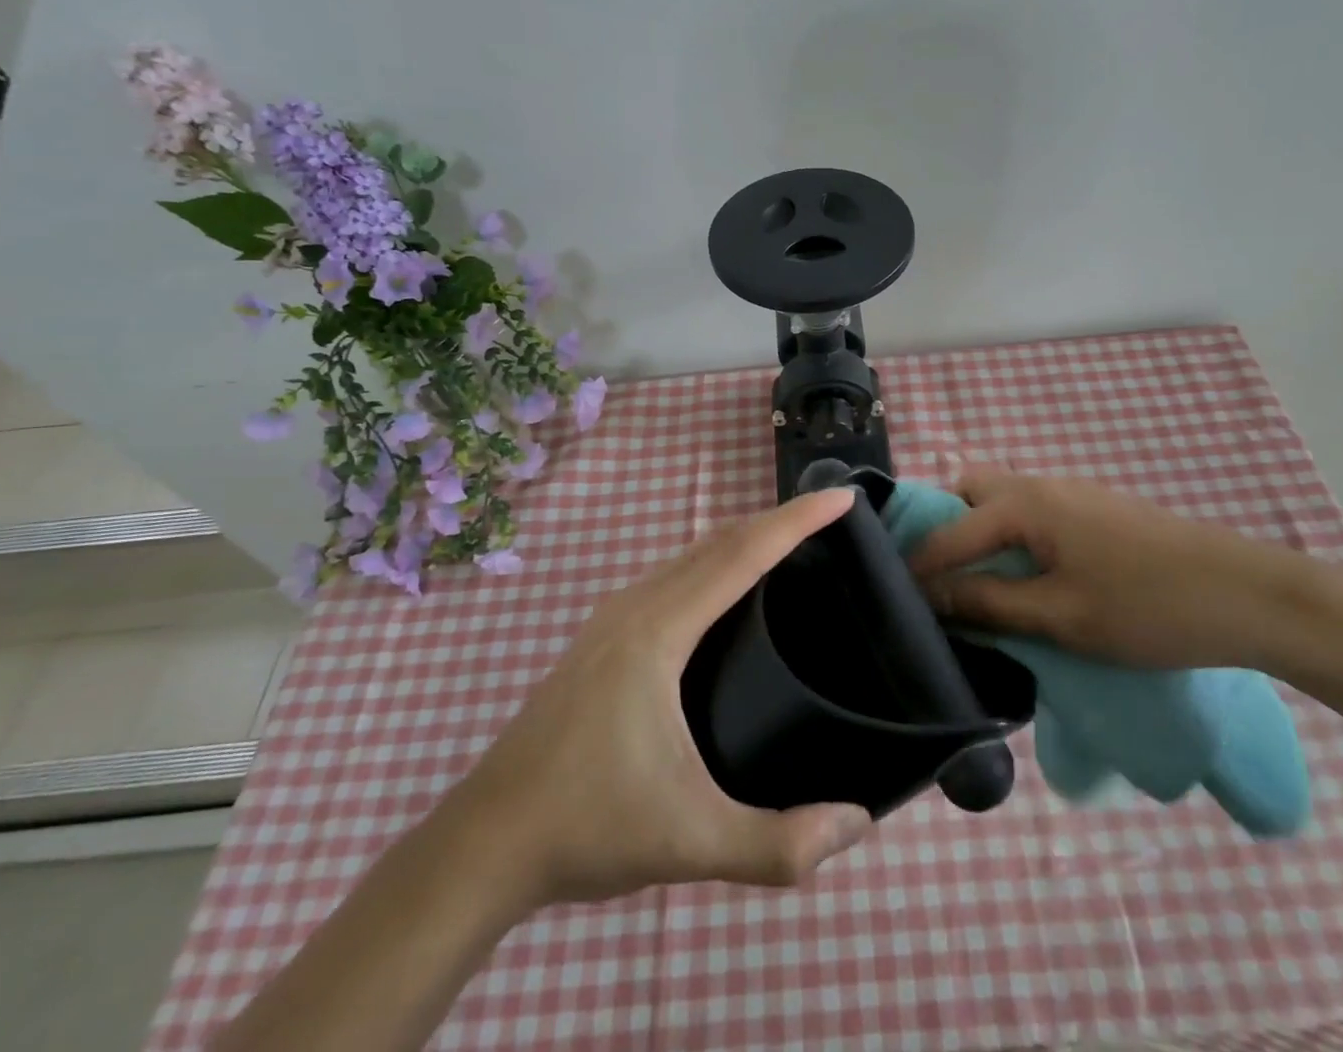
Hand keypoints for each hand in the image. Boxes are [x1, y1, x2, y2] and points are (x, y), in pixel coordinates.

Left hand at [457, 488, 874, 906]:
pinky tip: (728, 595)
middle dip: (777, 521)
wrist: (483, 843)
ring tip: (791, 549)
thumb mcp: (691, 842)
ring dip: (743, 539)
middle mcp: (636, 606)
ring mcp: (613, 618)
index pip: (742, 554)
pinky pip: (673, 574)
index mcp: (659, 630)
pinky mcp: (602, 637)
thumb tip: (858, 824)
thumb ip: (780, 844)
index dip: (797, 521)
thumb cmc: (587, 826)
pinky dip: (714, 562)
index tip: (845, 498)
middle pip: (719, 541)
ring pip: (692, 554)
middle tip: (831, 522)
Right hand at [907, 469, 1307, 672]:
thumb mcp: (1060, 615)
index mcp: (1025, 503)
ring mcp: (1073, 492)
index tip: (895, 599)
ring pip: (1004, 500)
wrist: (1247, 595)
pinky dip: (1012, 536)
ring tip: (978, 582)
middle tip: (941, 578)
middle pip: (971, 490)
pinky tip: (1026, 576)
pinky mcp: (1097, 509)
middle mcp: (1042, 484)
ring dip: (980, 531)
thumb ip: (990, 601)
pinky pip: (1033, 512)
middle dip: (946, 527)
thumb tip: (932, 595)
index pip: (950, 531)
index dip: (919, 566)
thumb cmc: (1147, 607)